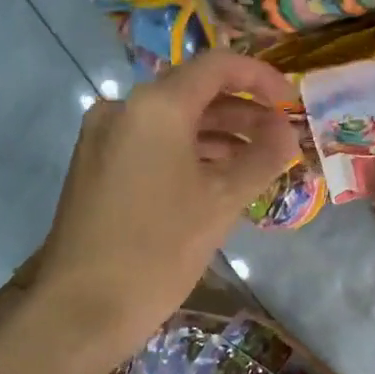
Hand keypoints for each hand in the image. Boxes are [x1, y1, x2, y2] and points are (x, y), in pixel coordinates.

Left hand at [29, 51, 298, 356]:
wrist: (82, 307)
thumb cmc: (159, 248)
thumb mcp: (222, 201)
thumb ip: (262, 158)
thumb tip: (287, 133)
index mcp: (156, 106)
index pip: (218, 67)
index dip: (261, 79)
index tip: (292, 103)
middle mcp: (125, 109)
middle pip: (195, 93)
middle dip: (244, 112)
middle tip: (281, 138)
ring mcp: (105, 137)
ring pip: (173, 121)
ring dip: (219, 136)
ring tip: (258, 163)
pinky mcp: (97, 166)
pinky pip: (152, 144)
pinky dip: (189, 153)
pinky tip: (217, 180)